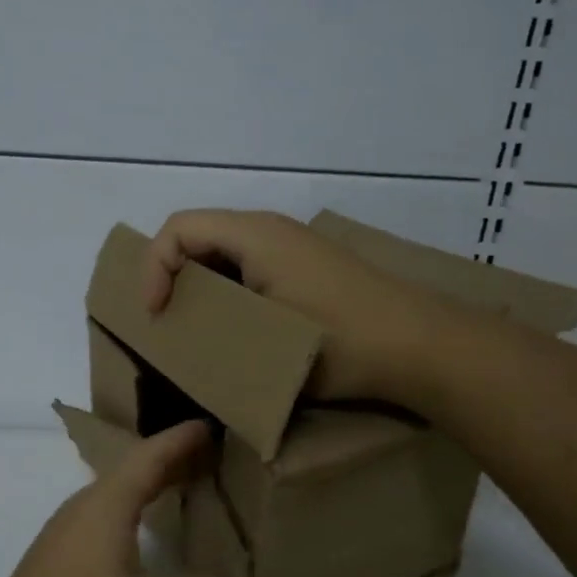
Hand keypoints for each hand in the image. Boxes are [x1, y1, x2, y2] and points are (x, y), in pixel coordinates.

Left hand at [0, 422, 234, 576]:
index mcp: (102, 508)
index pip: (148, 456)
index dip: (181, 439)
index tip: (210, 424)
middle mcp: (78, 518)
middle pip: (130, 476)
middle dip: (170, 464)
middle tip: (212, 459)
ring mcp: (60, 551)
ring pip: (115, 507)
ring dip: (152, 496)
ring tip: (188, 498)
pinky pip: (105, 536)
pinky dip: (137, 528)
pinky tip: (150, 557)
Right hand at [142, 208, 421, 400]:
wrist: (423, 347)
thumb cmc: (340, 342)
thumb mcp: (264, 343)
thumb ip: (210, 334)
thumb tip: (177, 344)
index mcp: (255, 235)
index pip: (178, 228)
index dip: (153, 268)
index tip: (156, 315)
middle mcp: (270, 231)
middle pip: (198, 237)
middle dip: (172, 277)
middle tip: (167, 323)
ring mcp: (291, 248)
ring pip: (223, 254)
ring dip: (200, 287)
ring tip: (196, 330)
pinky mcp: (305, 269)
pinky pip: (248, 268)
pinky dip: (227, 292)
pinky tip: (236, 330)